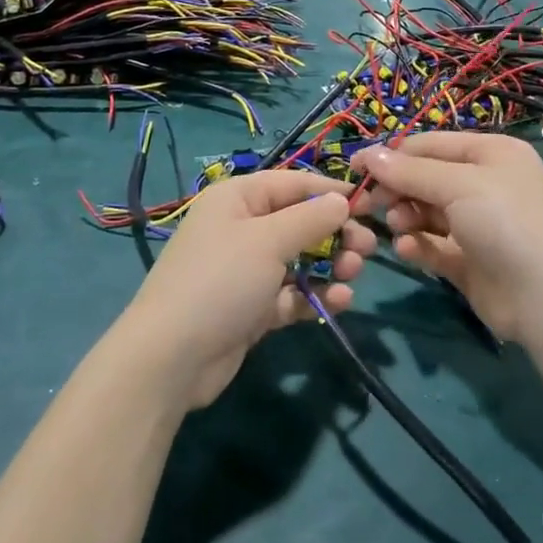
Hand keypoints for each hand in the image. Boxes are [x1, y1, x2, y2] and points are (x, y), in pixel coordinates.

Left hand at [127, 170, 376, 407]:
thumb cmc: (221, 281)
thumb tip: (342, 199)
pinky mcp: (253, 307)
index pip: (294, 184)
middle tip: (367, 248)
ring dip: (331, 265)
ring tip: (352, 275)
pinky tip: (339, 301)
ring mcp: (247, 270)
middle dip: (336, 233)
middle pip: (300, 221)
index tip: (371, 204)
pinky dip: (315, 295)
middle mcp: (242, 228)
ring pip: (301, 259)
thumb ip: (311, 218)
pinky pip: (292, 293)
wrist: (172, 358)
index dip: (332, 191)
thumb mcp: (268, 240)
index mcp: (238, 198)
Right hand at [352, 133, 542, 342]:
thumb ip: (411, 171)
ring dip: (406, 216)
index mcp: (491, 154)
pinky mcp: (470, 260)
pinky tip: (408, 250)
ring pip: (427, 212)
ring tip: (398, 226)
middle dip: (397, 188)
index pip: (431, 145)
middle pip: (426, 178)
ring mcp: (478, 224)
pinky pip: (434, 245)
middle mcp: (486, 184)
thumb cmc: (505, 222)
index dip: (393, 154)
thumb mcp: (459, 184)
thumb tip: (368, 155)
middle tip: (368, 203)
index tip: (354, 167)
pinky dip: (418, 245)